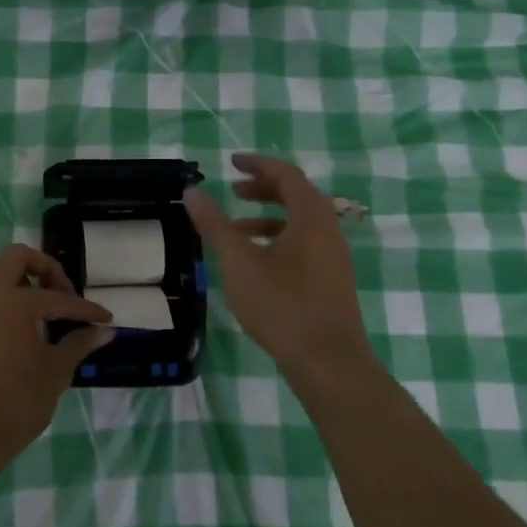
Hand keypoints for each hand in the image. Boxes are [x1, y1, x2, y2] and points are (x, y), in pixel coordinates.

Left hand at [0, 244, 111, 479]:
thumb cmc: (13, 405)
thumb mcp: (55, 374)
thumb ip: (78, 345)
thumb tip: (104, 331)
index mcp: (16, 301)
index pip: (60, 299)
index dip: (87, 309)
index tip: (105, 318)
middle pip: (17, 257)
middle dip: (45, 268)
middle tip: (62, 294)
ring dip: (14, 276)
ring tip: (33, 302)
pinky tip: (10, 324)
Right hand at [185, 153, 372, 382]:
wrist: (329, 363)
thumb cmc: (282, 306)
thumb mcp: (238, 262)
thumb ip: (214, 224)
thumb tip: (192, 191)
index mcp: (311, 218)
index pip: (287, 174)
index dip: (258, 164)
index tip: (232, 163)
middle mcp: (329, 231)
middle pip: (297, 195)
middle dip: (264, 188)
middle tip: (233, 190)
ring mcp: (334, 258)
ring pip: (301, 222)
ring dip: (269, 216)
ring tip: (236, 228)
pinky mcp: (332, 281)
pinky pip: (305, 244)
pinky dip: (278, 239)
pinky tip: (256, 262)